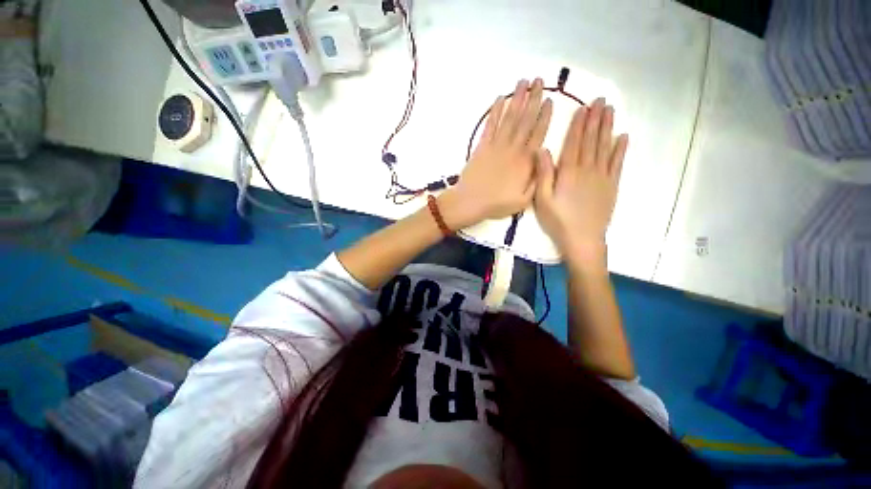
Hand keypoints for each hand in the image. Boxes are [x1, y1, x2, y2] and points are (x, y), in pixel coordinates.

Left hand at [440, 78, 552, 229]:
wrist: (470, 201)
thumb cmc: (497, 204)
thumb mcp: (523, 200)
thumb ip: (537, 180)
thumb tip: (544, 159)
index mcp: (525, 161)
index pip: (539, 133)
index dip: (544, 115)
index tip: (549, 99)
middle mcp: (513, 148)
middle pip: (525, 120)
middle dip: (533, 99)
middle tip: (538, 80)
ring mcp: (496, 145)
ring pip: (509, 118)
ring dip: (516, 99)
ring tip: (522, 82)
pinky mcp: (482, 146)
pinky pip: (490, 125)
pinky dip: (495, 111)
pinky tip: (500, 99)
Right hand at [533, 98, 628, 267]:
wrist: (582, 239)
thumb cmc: (558, 220)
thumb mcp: (542, 200)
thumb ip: (543, 174)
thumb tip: (543, 150)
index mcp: (568, 172)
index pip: (574, 143)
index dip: (578, 125)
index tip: (583, 108)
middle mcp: (588, 169)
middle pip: (592, 140)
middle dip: (595, 120)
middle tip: (601, 101)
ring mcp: (602, 177)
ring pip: (606, 147)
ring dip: (608, 128)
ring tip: (611, 111)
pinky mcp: (611, 186)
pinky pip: (617, 163)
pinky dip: (621, 149)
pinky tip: (623, 137)